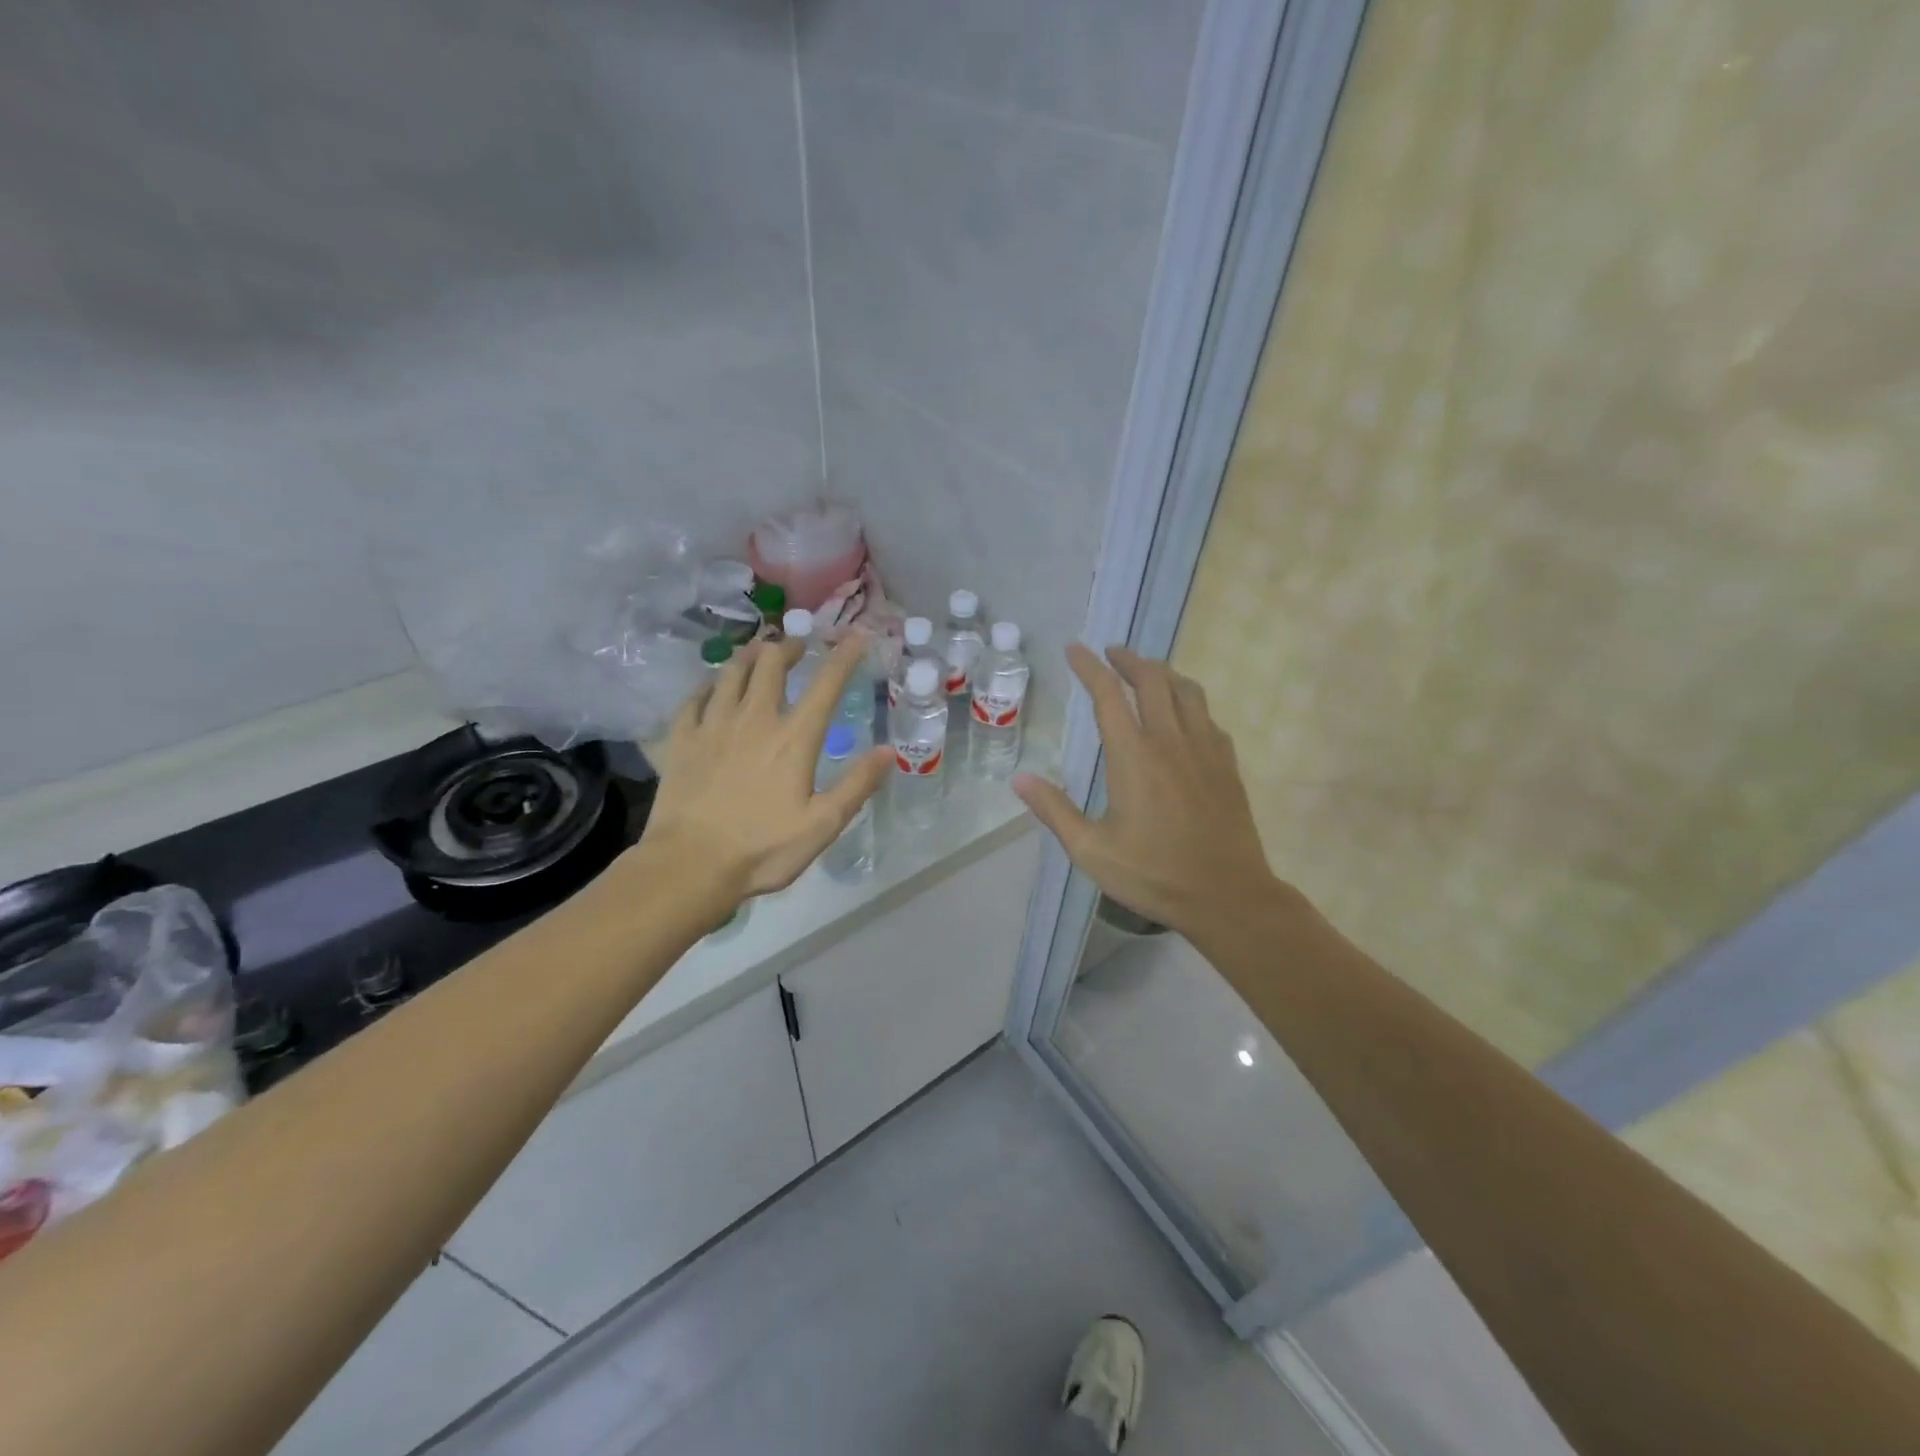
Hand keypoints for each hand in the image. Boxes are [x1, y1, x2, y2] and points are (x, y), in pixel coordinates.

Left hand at [644, 635, 889, 902]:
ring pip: (732, 672)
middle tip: (797, 646)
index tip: (858, 636)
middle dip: (788, 646)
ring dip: (749, 656)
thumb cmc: (763, 849)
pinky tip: (712, 687)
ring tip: (758, 653)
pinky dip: (709, 684)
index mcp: (794, 738)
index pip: (826, 684)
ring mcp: (713, 725)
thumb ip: (857, 784)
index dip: (845, 656)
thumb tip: (890, 751)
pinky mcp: (682, 739)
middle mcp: (754, 719)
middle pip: (771, 664)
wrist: (690, 865)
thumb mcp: (823, 825)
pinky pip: (695, 697)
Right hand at [1013, 644, 1282, 937]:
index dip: (1089, 668)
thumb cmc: (1153, 875)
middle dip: (1129, 660)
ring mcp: (1205, 750)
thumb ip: (1054, 810)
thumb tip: (1019, 777)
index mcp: (1134, 757)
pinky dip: (1189, 702)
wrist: (1227, 896)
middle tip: (1111, 653)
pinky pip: (1208, 717)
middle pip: (1152, 680)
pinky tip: (1184, 715)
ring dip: (1163, 674)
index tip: (1075, 650)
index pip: (1108, 695)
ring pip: (1186, 691)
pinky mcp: (1226, 765)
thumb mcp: (1091, 850)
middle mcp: (1171, 741)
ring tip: (1146, 673)